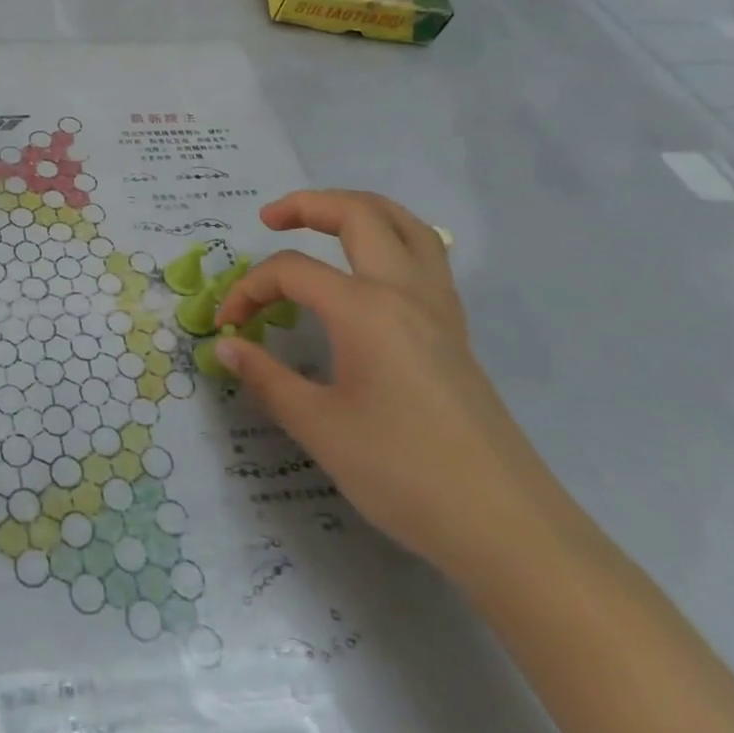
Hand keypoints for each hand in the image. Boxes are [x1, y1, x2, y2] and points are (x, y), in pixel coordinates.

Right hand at [215, 190, 562, 581]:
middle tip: (269, 220)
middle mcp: (406, 292)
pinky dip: (391, 240)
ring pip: (404, 226)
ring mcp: (439, 309)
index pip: (292, 272)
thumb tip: (227, 347)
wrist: (506, 528)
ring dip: (358, 210)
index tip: (227, 326)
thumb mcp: (319, 428)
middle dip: (307, 205)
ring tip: (322, 221)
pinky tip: (370, 269)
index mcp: (366, 309)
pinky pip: (426, 258)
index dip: (249, 290)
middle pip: (359, 215)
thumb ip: (267, 378)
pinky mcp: (456, 332)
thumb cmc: (404, 473)